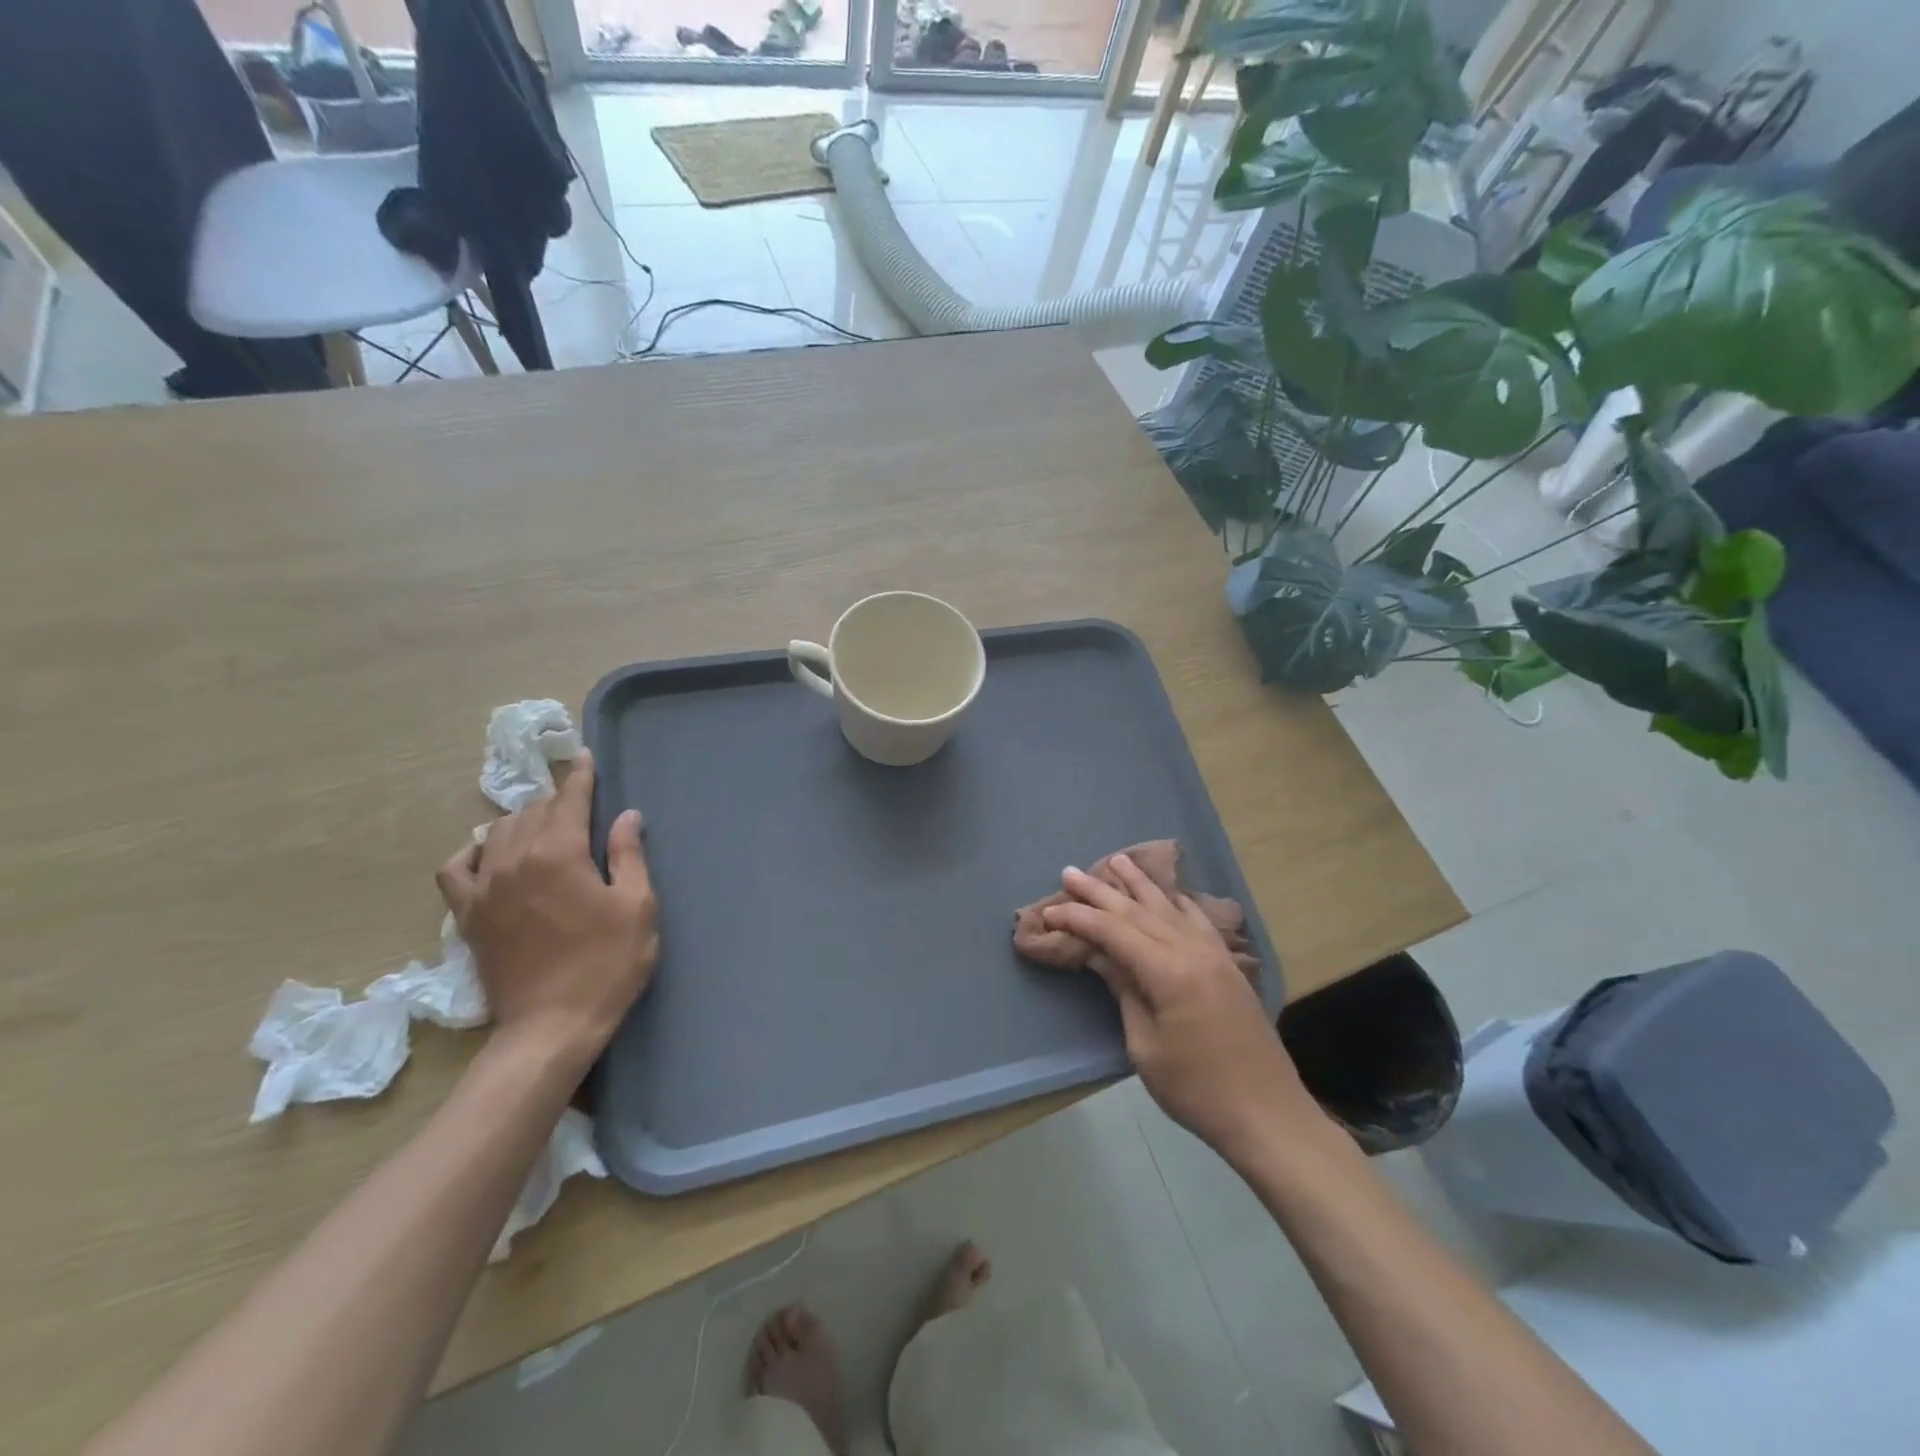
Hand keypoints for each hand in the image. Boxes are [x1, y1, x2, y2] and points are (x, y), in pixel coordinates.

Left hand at [437, 747, 658, 1068]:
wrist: (551, 1026)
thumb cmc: (607, 964)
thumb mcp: (637, 907)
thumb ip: (628, 855)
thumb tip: (626, 815)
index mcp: (559, 854)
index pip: (568, 800)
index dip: (580, 776)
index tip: (584, 756)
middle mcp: (514, 861)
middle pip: (532, 811)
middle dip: (556, 800)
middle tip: (578, 803)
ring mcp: (484, 889)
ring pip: (496, 832)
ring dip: (522, 821)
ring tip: (542, 826)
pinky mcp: (467, 916)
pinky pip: (455, 869)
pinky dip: (472, 853)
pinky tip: (488, 854)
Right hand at [1043, 854, 1318, 1161]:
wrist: (1268, 1115)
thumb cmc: (1196, 1089)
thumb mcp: (1145, 1045)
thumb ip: (1124, 990)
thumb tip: (1100, 955)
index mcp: (1168, 971)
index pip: (1113, 932)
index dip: (1078, 919)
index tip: (1049, 911)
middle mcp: (1192, 951)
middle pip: (1138, 911)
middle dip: (1100, 891)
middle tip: (1069, 872)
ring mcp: (1215, 955)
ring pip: (1169, 907)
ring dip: (1140, 884)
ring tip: (1117, 860)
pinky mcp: (1228, 965)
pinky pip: (1197, 920)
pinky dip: (1177, 902)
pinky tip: (1170, 893)